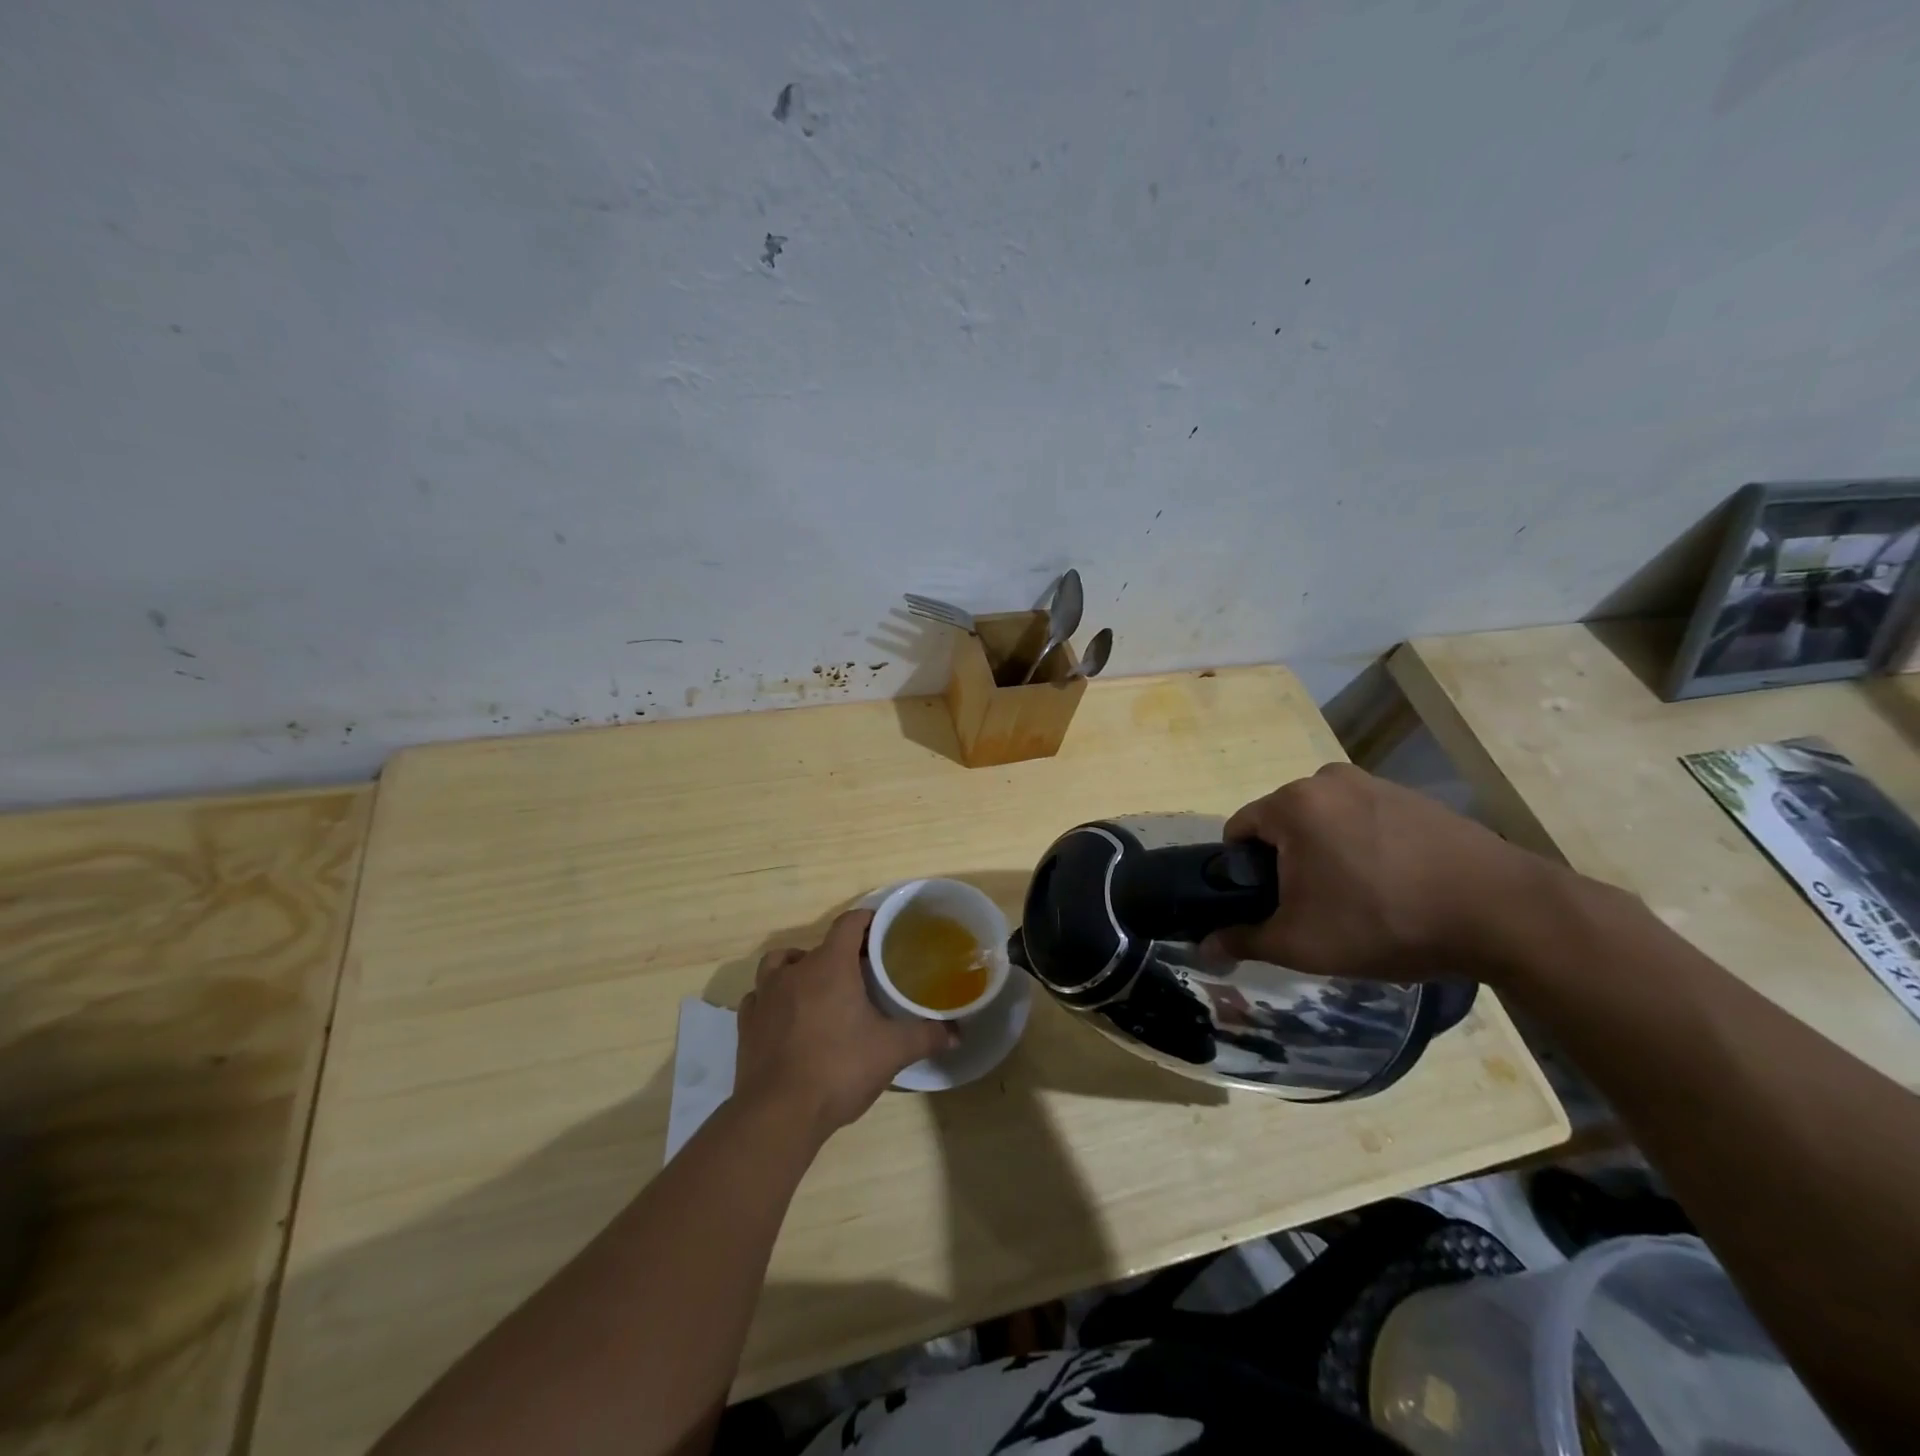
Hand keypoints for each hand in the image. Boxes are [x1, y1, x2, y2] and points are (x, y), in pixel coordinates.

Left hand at [734, 910, 956, 1142]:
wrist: (778, 1113)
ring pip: (780, 964)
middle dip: (839, 954)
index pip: (849, 924)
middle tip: (860, 974)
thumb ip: (925, 1036)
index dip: (867, 920)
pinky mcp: (747, 1024)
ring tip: (817, 989)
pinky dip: (774, 999)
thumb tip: (956, 1034)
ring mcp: (765, 996)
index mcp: (831, 965)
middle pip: (818, 946)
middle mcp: (795, 971)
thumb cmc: (838, 1069)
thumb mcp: (892, 1051)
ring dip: (798, 969)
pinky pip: (760, 997)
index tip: (882, 930)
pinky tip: (786, 1017)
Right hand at [1202, 763, 1561, 982]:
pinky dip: (1363, 847)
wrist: (1504, 913)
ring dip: (1325, 855)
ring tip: (1359, 900)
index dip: (1242, 873)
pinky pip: (1363, 820)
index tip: (1268, 906)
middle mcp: (1327, 779)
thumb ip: (1245, 940)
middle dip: (1287, 863)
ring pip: (1324, 822)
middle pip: (1282, 824)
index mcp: (1293, 803)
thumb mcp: (1303, 943)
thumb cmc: (1385, 921)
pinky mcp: (1412, 796)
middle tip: (1315, 910)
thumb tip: (1205, 946)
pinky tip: (1394, 885)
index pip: (1238, 831)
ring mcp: (1374, 783)